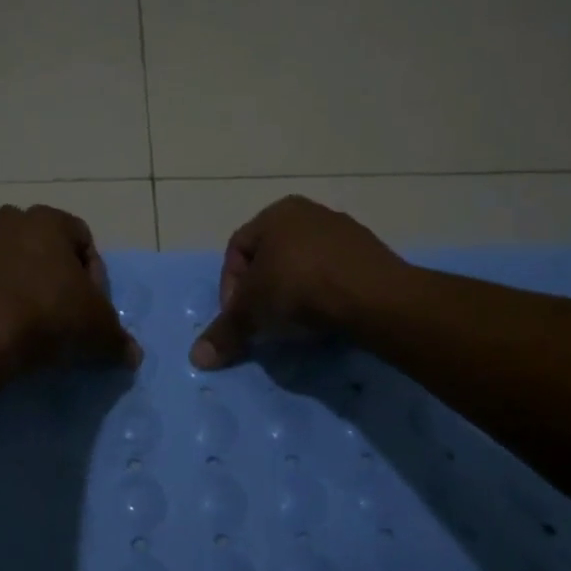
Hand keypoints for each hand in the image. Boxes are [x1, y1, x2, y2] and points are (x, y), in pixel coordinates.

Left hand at [0, 205, 140, 376]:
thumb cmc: (48, 314)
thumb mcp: (97, 329)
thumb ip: (118, 339)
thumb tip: (133, 356)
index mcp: (49, 219)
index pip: (85, 242)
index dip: (96, 279)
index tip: (93, 310)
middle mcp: (12, 221)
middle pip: (49, 253)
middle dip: (62, 282)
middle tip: (69, 317)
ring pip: (19, 269)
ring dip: (32, 293)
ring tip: (40, 330)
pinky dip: (5, 304)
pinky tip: (12, 332)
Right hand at [190, 196, 405, 368]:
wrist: (373, 296)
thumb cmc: (300, 288)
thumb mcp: (253, 312)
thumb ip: (225, 331)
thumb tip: (197, 358)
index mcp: (276, 213)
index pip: (236, 250)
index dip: (230, 287)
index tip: (238, 318)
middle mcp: (309, 212)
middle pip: (270, 258)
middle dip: (262, 292)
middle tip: (262, 322)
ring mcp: (343, 231)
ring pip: (303, 266)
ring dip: (292, 295)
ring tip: (293, 325)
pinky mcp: (369, 254)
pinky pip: (333, 275)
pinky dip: (322, 296)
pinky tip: (323, 319)